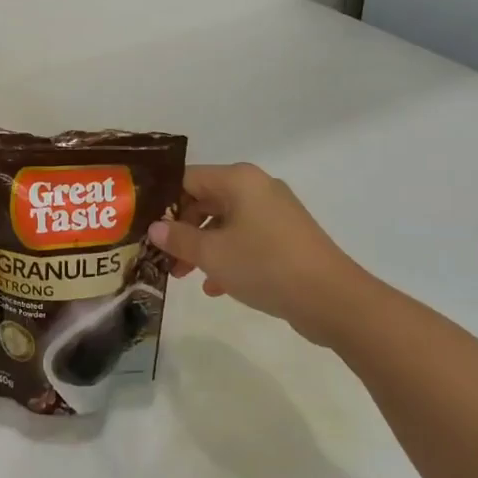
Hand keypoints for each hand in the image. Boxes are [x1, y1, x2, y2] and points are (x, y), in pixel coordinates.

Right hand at [149, 164, 364, 345]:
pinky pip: (247, 238)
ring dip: (202, 246)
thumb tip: (154, 228)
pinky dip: (228, 256)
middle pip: (206, 200)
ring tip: (184, 275)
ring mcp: (275, 212)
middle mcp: (257, 187)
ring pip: (225, 222)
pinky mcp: (287, 237)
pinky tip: (216, 287)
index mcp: (238, 179)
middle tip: (163, 257)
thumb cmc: (265, 265)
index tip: (144, 227)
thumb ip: (179, 239)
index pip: (187, 179)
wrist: (332, 299)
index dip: (163, 202)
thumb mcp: (213, 254)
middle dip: (182, 229)